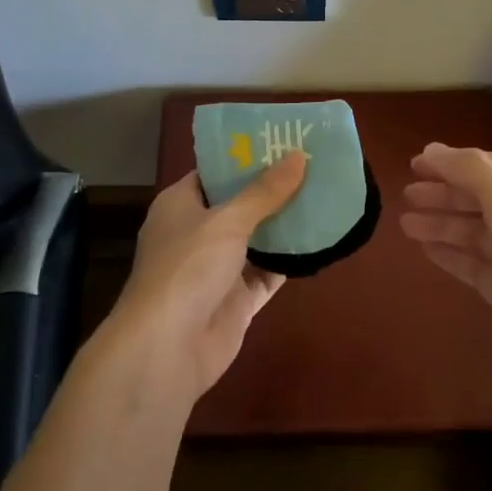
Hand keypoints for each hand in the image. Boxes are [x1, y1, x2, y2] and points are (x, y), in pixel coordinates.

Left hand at [111, 153, 306, 400]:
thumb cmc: (187, 268)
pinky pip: (268, 272)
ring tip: (324, 195)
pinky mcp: (236, 300)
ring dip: (285, 223)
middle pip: (239, 203)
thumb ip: (265, 191)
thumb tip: (298, 156)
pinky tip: (320, 241)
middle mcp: (197, 232)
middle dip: (273, 188)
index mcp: (180, 204)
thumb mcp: (227, 220)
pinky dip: (290, 260)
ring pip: (257, 238)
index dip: (246, 157)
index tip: (282, 141)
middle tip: (313, 165)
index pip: (215, 171)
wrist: (167, 349)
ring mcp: (217, 268)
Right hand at [400, 144, 491, 409]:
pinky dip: (449, 253)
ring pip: (471, 231)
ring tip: (405, 224)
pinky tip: (424, 250)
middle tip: (406, 195)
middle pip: (476, 197)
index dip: (450, 163)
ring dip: (440, 223)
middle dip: (442, 194)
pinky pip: (472, 262)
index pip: (486, 165)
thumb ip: (472, 172)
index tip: (414, 164)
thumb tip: (432, 149)